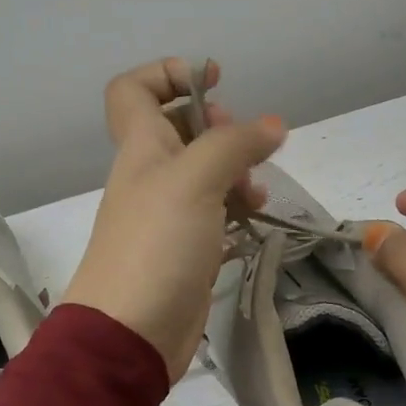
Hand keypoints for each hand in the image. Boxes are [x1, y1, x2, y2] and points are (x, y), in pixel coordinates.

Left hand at [64, 58, 284, 379]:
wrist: (131, 332)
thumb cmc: (156, 245)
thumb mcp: (195, 180)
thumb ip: (234, 144)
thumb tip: (274, 125)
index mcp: (141, 147)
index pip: (134, 90)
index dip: (169, 73)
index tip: (213, 81)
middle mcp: (152, 174)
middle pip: (180, 128)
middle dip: (218, 126)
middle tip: (242, 146)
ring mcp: (169, 213)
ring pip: (204, 173)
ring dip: (235, 171)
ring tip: (255, 192)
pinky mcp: (186, 248)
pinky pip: (215, 213)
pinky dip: (236, 208)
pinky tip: (254, 219)